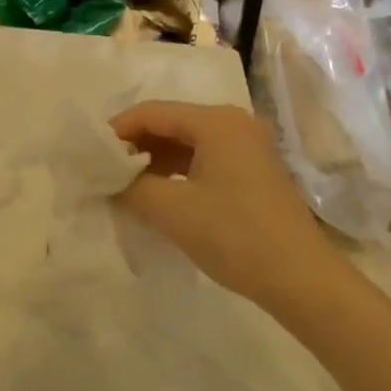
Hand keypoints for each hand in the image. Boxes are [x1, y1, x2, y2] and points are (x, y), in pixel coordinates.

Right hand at [109, 101, 331, 308]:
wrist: (300, 278)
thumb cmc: (233, 236)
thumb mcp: (171, 210)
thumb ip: (131, 186)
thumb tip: (107, 177)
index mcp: (216, 122)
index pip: (152, 112)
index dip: (116, 131)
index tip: (89, 156)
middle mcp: (234, 123)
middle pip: (170, 123)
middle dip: (135, 145)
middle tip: (104, 172)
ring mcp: (247, 147)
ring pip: (187, 142)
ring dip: (154, 160)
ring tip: (126, 185)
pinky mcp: (253, 170)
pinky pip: (204, 159)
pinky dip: (177, 172)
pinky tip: (158, 194)